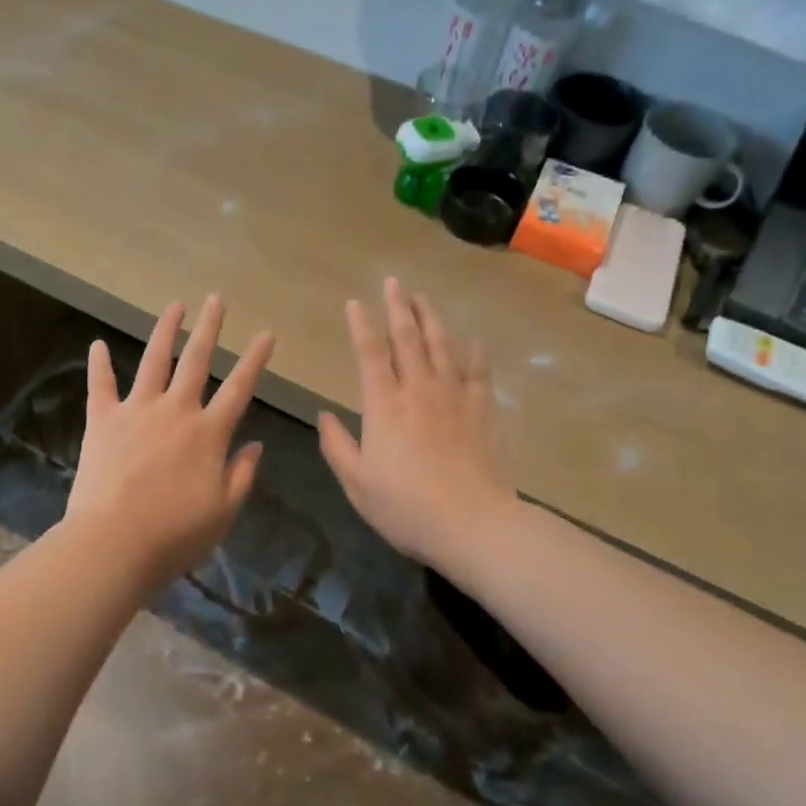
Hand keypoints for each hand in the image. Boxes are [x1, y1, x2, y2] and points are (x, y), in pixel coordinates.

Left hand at [65, 295, 274, 584]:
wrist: (114, 543)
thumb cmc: (175, 535)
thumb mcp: (224, 512)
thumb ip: (242, 474)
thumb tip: (256, 444)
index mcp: (208, 433)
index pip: (239, 388)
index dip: (255, 359)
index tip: (266, 333)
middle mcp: (176, 411)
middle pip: (196, 361)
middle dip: (209, 328)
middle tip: (217, 299)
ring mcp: (137, 411)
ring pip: (154, 361)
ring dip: (165, 332)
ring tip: (175, 306)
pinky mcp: (102, 421)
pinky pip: (101, 386)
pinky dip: (99, 364)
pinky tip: (97, 344)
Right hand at [318, 277, 517, 568]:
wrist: (473, 524)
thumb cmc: (406, 508)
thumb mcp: (357, 484)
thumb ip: (337, 446)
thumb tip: (323, 414)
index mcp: (383, 406)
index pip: (369, 354)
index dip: (360, 325)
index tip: (355, 302)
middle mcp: (418, 390)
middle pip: (407, 338)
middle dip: (398, 307)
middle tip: (394, 281)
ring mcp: (454, 396)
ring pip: (442, 345)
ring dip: (431, 318)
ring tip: (423, 298)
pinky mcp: (482, 409)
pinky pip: (477, 371)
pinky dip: (473, 352)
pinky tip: (472, 339)